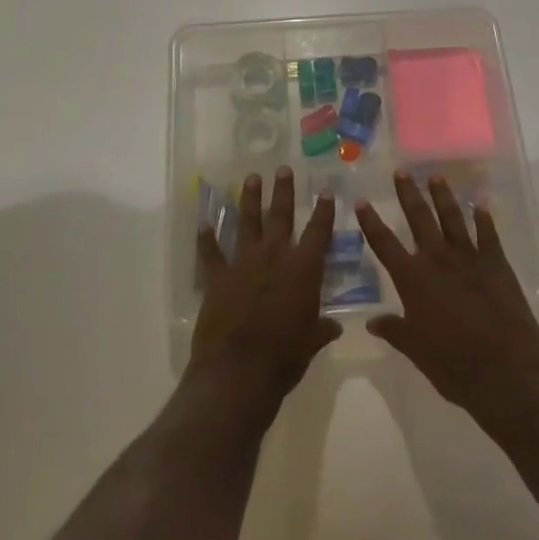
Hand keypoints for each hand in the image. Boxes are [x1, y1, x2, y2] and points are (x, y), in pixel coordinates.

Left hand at [190, 168, 341, 417]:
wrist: (238, 370)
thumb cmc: (284, 357)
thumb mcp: (311, 343)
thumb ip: (321, 329)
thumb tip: (334, 327)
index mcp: (303, 269)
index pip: (318, 232)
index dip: (323, 211)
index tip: (325, 190)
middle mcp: (274, 257)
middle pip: (280, 216)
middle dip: (283, 191)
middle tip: (283, 169)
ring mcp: (243, 263)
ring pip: (247, 223)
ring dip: (249, 200)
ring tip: (251, 178)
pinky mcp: (217, 277)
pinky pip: (211, 253)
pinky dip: (206, 239)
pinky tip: (203, 224)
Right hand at [357, 172, 538, 425]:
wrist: (504, 371)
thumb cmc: (453, 365)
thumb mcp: (416, 350)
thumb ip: (394, 331)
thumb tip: (372, 322)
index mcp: (413, 280)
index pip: (384, 244)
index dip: (371, 222)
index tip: (361, 200)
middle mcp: (438, 260)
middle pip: (419, 219)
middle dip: (408, 194)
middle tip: (402, 171)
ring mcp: (469, 258)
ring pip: (452, 218)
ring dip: (443, 196)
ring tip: (435, 176)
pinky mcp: (496, 265)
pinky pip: (488, 235)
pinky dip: (484, 218)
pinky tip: (481, 204)